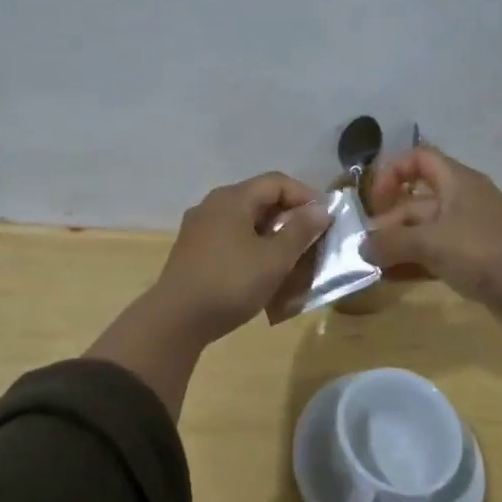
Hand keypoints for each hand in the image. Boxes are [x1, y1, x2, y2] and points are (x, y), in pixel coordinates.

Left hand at [148, 171, 331, 344]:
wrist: (176, 320)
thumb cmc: (231, 283)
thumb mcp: (275, 259)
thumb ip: (301, 230)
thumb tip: (320, 209)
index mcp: (233, 198)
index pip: (277, 182)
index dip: (305, 195)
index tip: (325, 219)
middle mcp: (213, 204)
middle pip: (259, 199)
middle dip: (289, 217)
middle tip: (311, 240)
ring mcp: (199, 227)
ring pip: (244, 220)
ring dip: (271, 234)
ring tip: (291, 258)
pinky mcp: (192, 250)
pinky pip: (230, 237)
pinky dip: (251, 246)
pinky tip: (261, 271)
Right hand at [364, 147, 501, 352]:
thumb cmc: (482, 251)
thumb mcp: (431, 243)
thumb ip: (392, 243)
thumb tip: (362, 247)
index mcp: (457, 181)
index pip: (419, 158)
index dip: (392, 172)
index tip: (375, 200)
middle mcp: (462, 199)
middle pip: (416, 199)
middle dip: (390, 220)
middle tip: (366, 245)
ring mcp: (468, 230)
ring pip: (424, 229)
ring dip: (398, 243)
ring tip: (372, 263)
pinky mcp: (474, 258)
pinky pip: (436, 253)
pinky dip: (414, 261)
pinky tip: (392, 277)